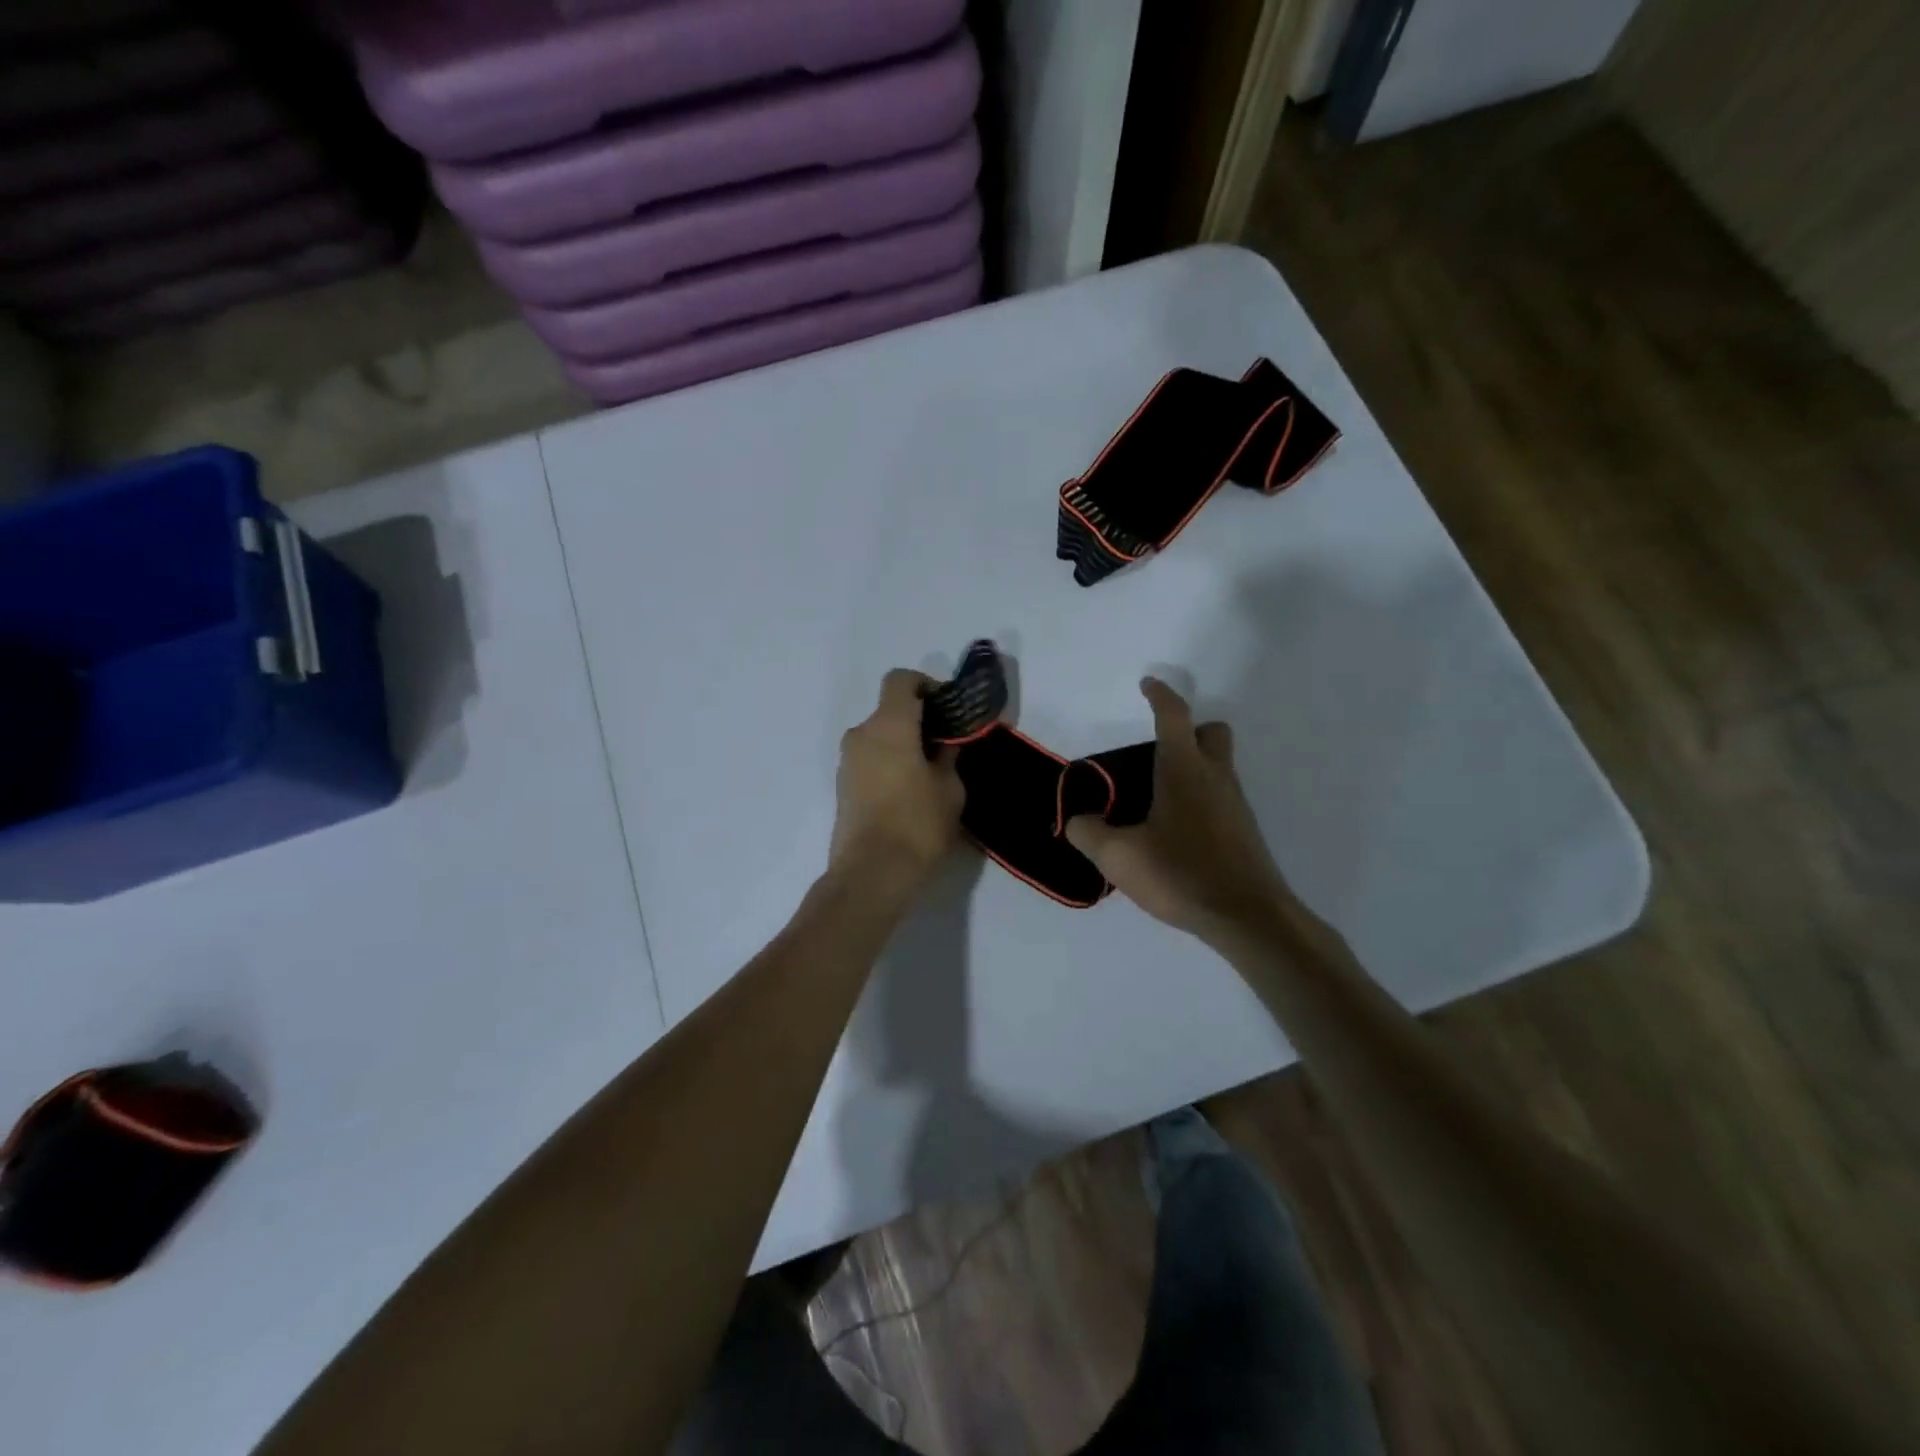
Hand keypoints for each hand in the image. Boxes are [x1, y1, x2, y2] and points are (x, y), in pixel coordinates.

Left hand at [829, 669, 963, 888]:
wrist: (871, 873)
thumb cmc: (917, 824)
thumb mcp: (949, 787)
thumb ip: (949, 754)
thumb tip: (947, 741)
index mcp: (889, 725)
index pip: (901, 680)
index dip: (926, 685)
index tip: (948, 708)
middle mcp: (862, 734)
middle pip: (890, 710)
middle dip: (919, 720)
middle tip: (948, 743)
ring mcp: (848, 761)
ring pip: (880, 736)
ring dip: (904, 743)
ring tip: (931, 771)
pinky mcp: (843, 786)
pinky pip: (871, 759)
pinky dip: (890, 762)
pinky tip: (911, 790)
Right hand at [1065, 678, 1291, 941]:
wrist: (1247, 917)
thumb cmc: (1181, 873)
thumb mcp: (1118, 856)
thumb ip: (1088, 833)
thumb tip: (1077, 821)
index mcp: (1183, 770)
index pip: (1173, 715)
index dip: (1159, 695)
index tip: (1147, 685)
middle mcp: (1215, 777)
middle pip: (1211, 732)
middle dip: (1187, 730)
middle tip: (1155, 754)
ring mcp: (1235, 804)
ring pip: (1218, 766)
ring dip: (1192, 768)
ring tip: (1154, 801)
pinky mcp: (1244, 831)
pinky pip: (1221, 797)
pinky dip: (1200, 799)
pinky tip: (1175, 833)